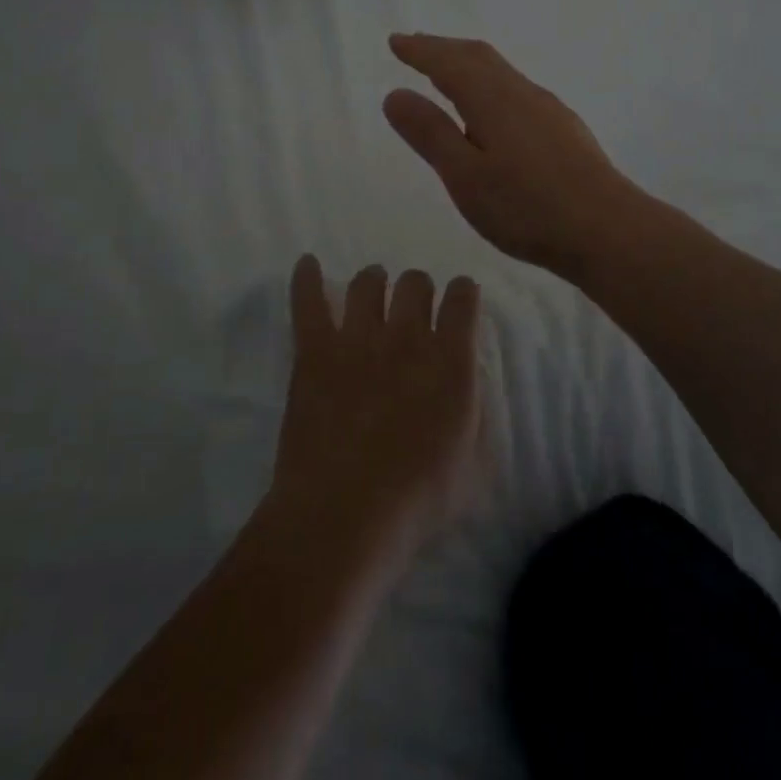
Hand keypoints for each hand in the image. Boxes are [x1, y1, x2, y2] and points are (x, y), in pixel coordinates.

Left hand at [267, 256, 482, 565]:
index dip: (463, 294)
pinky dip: (307, 278)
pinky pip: (309, 301)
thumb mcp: (472, 462)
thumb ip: (474, 410)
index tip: (459, 301)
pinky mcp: (315, 350)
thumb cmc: (417, 501)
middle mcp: (407, 336)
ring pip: (368, 281)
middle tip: (412, 311)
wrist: (344, 516)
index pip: (463, 298)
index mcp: (451, 360)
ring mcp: (357, 338)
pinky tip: (307, 264)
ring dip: (374, 283)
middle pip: (415, 282)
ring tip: (372, 292)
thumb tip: (465, 381)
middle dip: (418, 290)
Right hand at [382, 33, 644, 279]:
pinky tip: (492, 111)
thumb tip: (396, 94)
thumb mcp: (465, 176)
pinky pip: (516, 89)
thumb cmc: (527, 207)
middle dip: (444, 48)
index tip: (395, 42)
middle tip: (416, 46)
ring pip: (501, 72)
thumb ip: (431, 133)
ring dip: (469, 64)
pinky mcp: (564, 129)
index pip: (450, 62)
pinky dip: (490, 84)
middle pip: (479, 57)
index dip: (420, 50)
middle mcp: (522, 93)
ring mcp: (548, 110)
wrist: (607, 230)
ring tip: (447, 74)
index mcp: (493, 99)